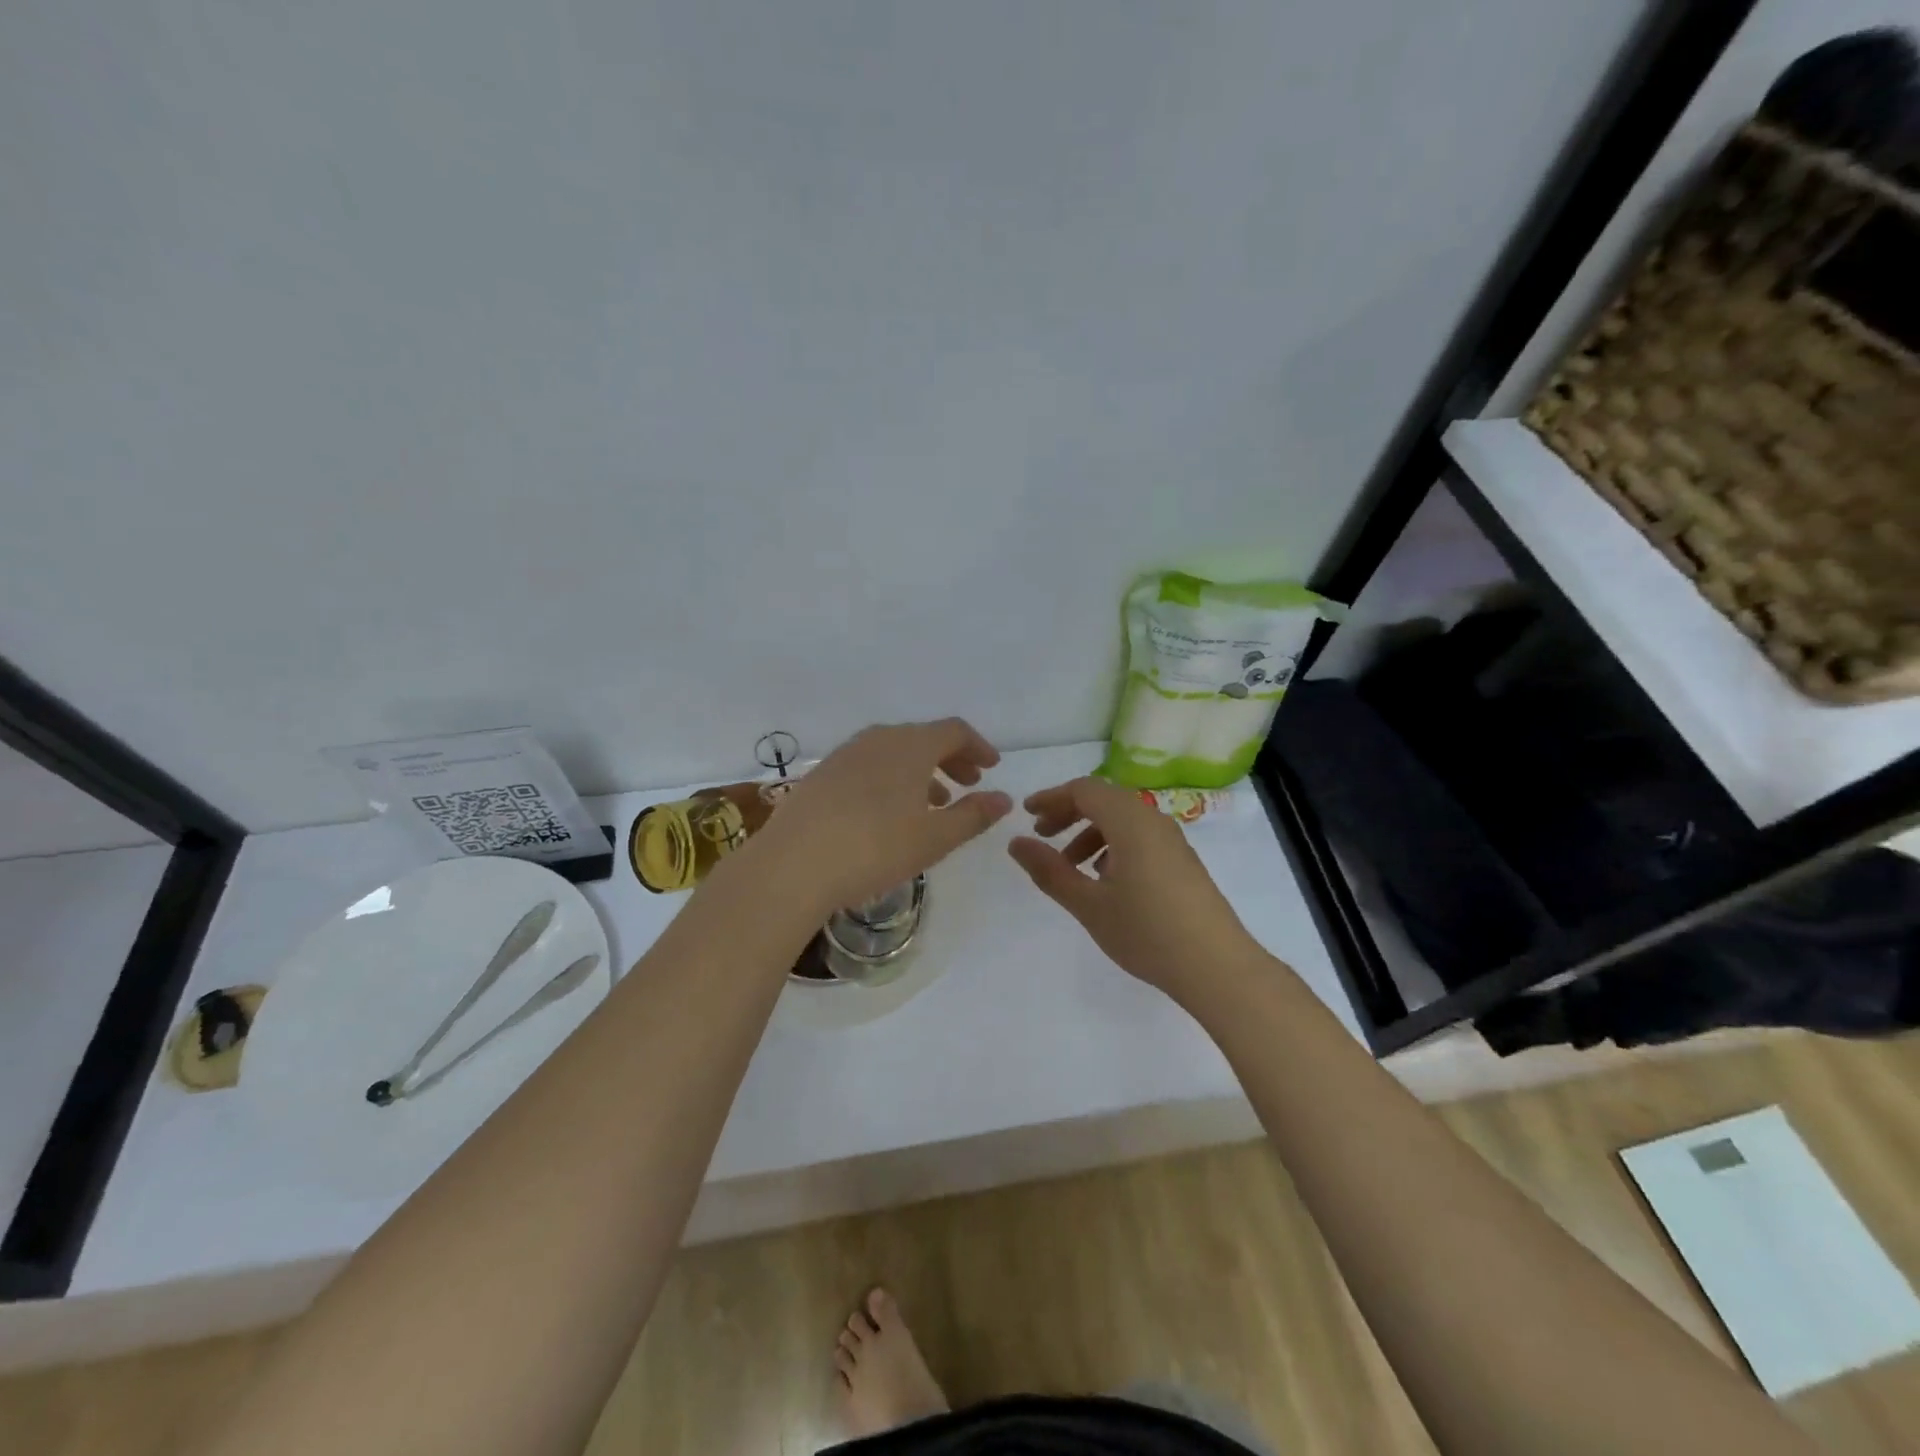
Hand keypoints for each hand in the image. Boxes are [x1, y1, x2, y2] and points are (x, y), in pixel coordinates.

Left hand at [756, 719, 1010, 912]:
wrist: (792, 863)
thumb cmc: (875, 847)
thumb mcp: (934, 838)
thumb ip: (973, 816)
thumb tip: (1003, 799)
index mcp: (911, 745)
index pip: (954, 731)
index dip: (978, 746)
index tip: (991, 768)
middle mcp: (878, 739)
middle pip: (923, 738)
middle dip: (951, 758)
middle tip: (969, 784)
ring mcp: (845, 754)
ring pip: (894, 752)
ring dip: (921, 771)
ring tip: (934, 801)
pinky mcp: (821, 775)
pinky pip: (869, 766)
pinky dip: (891, 779)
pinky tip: (889, 812)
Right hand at [1008, 777, 1260, 997]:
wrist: (1217, 967)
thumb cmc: (1147, 931)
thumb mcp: (1088, 904)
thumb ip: (1050, 871)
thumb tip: (1016, 843)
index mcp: (1130, 821)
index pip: (1084, 790)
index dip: (1052, 797)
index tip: (1026, 815)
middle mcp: (1153, 820)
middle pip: (1104, 800)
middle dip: (1069, 813)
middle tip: (1042, 836)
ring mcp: (1172, 841)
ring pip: (1122, 820)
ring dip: (1090, 832)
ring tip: (1070, 865)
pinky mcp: (1182, 861)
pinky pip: (1140, 837)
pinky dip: (1113, 845)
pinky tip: (1105, 880)